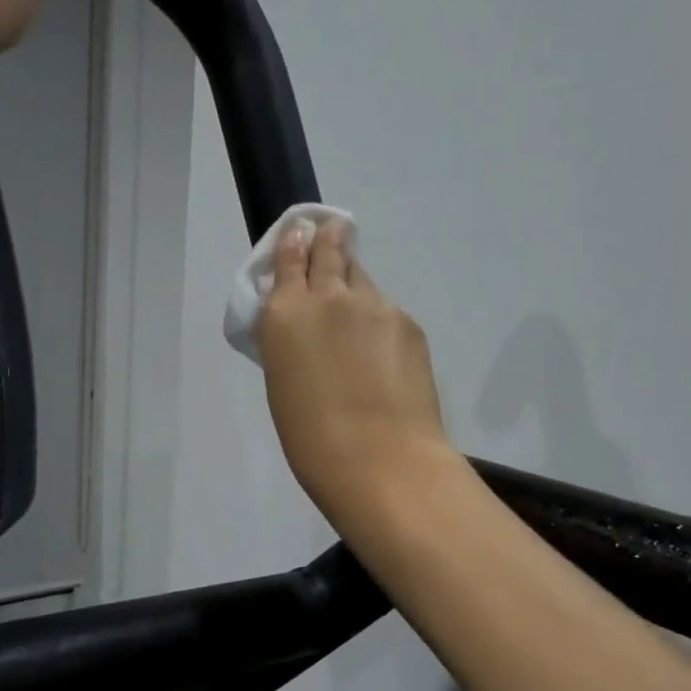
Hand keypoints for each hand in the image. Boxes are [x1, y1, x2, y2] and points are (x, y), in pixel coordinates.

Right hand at [259, 219, 454, 523]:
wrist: (380, 461)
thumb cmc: (312, 439)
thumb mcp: (283, 383)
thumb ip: (291, 342)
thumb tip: (305, 327)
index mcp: (286, 313)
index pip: (289, 257)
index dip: (293, 241)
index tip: (299, 230)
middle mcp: (329, 297)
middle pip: (331, 249)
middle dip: (329, 238)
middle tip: (332, 231)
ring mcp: (375, 306)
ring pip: (362, 280)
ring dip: (355, 284)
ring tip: (355, 308)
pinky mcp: (408, 324)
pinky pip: (387, 311)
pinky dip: (379, 320)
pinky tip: (381, 351)